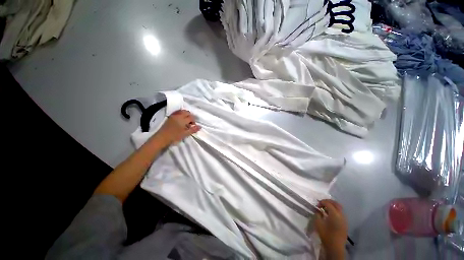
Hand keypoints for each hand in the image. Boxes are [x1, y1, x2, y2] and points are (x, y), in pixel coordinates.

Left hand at [157, 110, 200, 144]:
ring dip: (185, 115)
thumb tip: (200, 126)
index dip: (194, 121)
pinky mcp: (170, 117)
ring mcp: (173, 115)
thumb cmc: (174, 136)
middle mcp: (178, 115)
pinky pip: (177, 112)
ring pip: (182, 111)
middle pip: (187, 112)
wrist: (162, 138)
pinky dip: (181, 114)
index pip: (191, 117)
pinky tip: (180, 120)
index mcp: (183, 119)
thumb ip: (193, 130)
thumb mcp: (185, 134)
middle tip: (190, 123)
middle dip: (190, 116)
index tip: (193, 126)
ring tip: (185, 121)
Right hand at [314, 199, 346, 256]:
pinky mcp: (345, 224)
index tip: (317, 205)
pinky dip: (335, 211)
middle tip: (321, 203)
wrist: (335, 247)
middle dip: (328, 201)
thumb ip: (317, 214)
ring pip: (339, 208)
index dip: (322, 202)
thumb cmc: (326, 234)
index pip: (328, 203)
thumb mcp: (318, 223)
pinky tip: (330, 215)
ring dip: (332, 206)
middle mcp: (341, 215)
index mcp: (334, 214)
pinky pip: (340, 213)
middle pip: (336, 203)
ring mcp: (344, 219)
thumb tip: (318, 211)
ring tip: (325, 209)